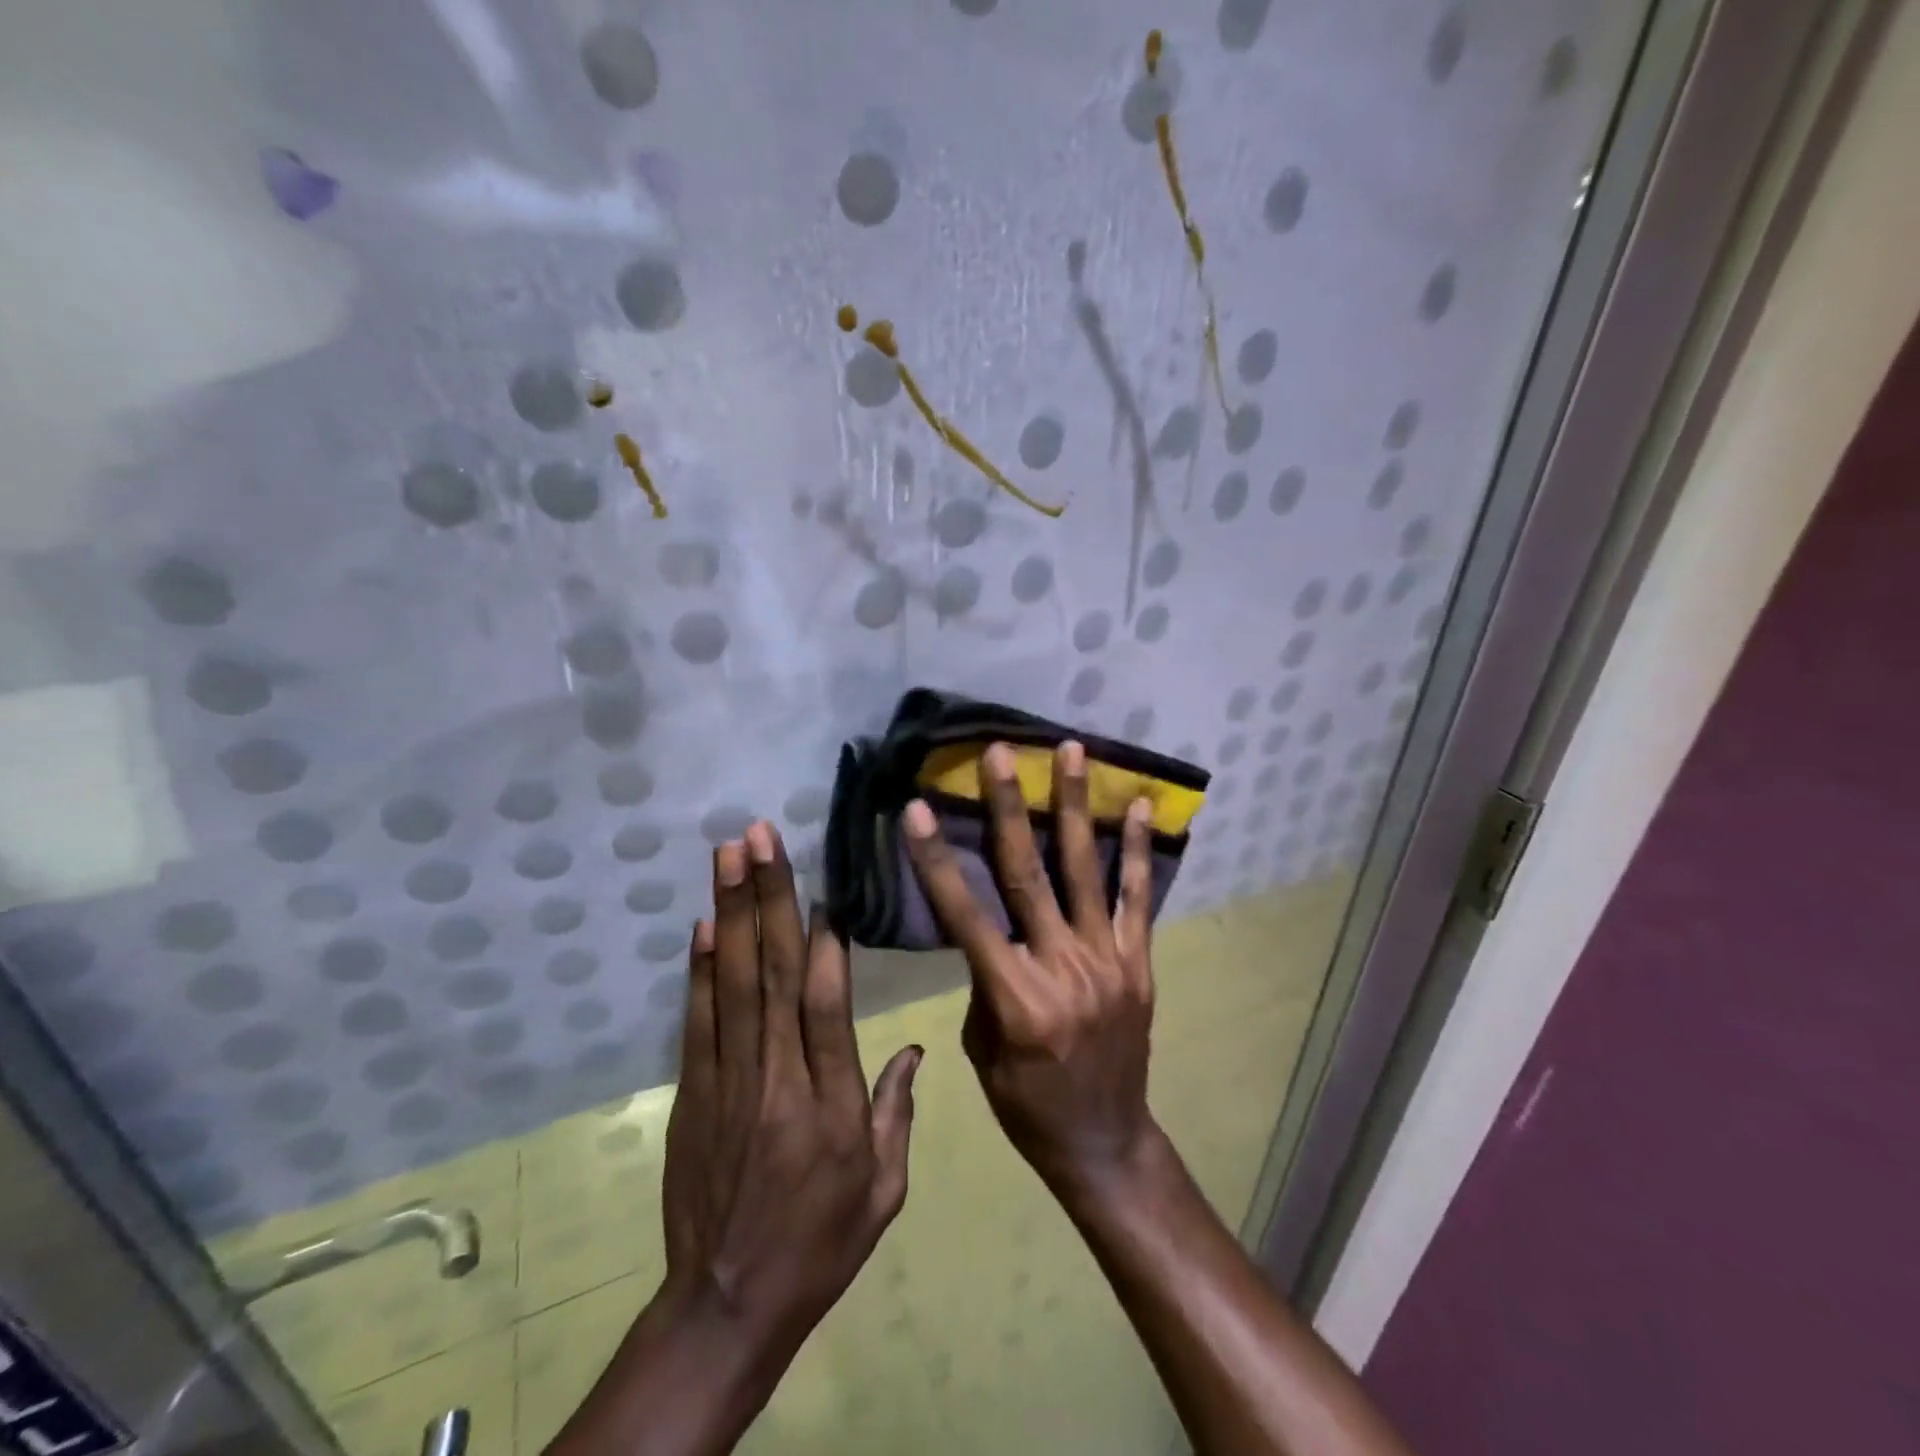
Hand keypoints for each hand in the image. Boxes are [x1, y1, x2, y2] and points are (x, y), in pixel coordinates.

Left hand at [659, 820, 922, 1359]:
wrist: (728, 1304)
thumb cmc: (821, 1244)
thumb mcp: (884, 1189)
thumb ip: (897, 1111)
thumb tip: (913, 1046)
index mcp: (829, 1101)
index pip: (825, 1004)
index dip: (823, 940)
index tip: (822, 884)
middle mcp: (776, 1077)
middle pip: (773, 974)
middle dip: (768, 897)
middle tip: (760, 837)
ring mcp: (727, 1080)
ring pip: (732, 982)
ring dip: (730, 912)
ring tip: (728, 856)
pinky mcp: (693, 1092)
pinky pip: (697, 1020)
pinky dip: (698, 968)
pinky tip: (703, 924)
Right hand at [901, 740, 1158, 1193]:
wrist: (1103, 1140)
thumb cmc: (1026, 1104)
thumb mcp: (983, 1048)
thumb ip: (984, 980)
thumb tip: (985, 924)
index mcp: (1013, 996)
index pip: (964, 915)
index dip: (936, 860)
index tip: (916, 809)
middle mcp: (1061, 967)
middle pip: (1027, 874)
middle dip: (1009, 807)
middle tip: (1000, 753)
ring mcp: (1107, 960)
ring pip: (1085, 870)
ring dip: (1075, 806)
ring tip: (1072, 750)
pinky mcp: (1138, 962)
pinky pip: (1136, 898)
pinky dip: (1137, 850)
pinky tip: (1138, 806)